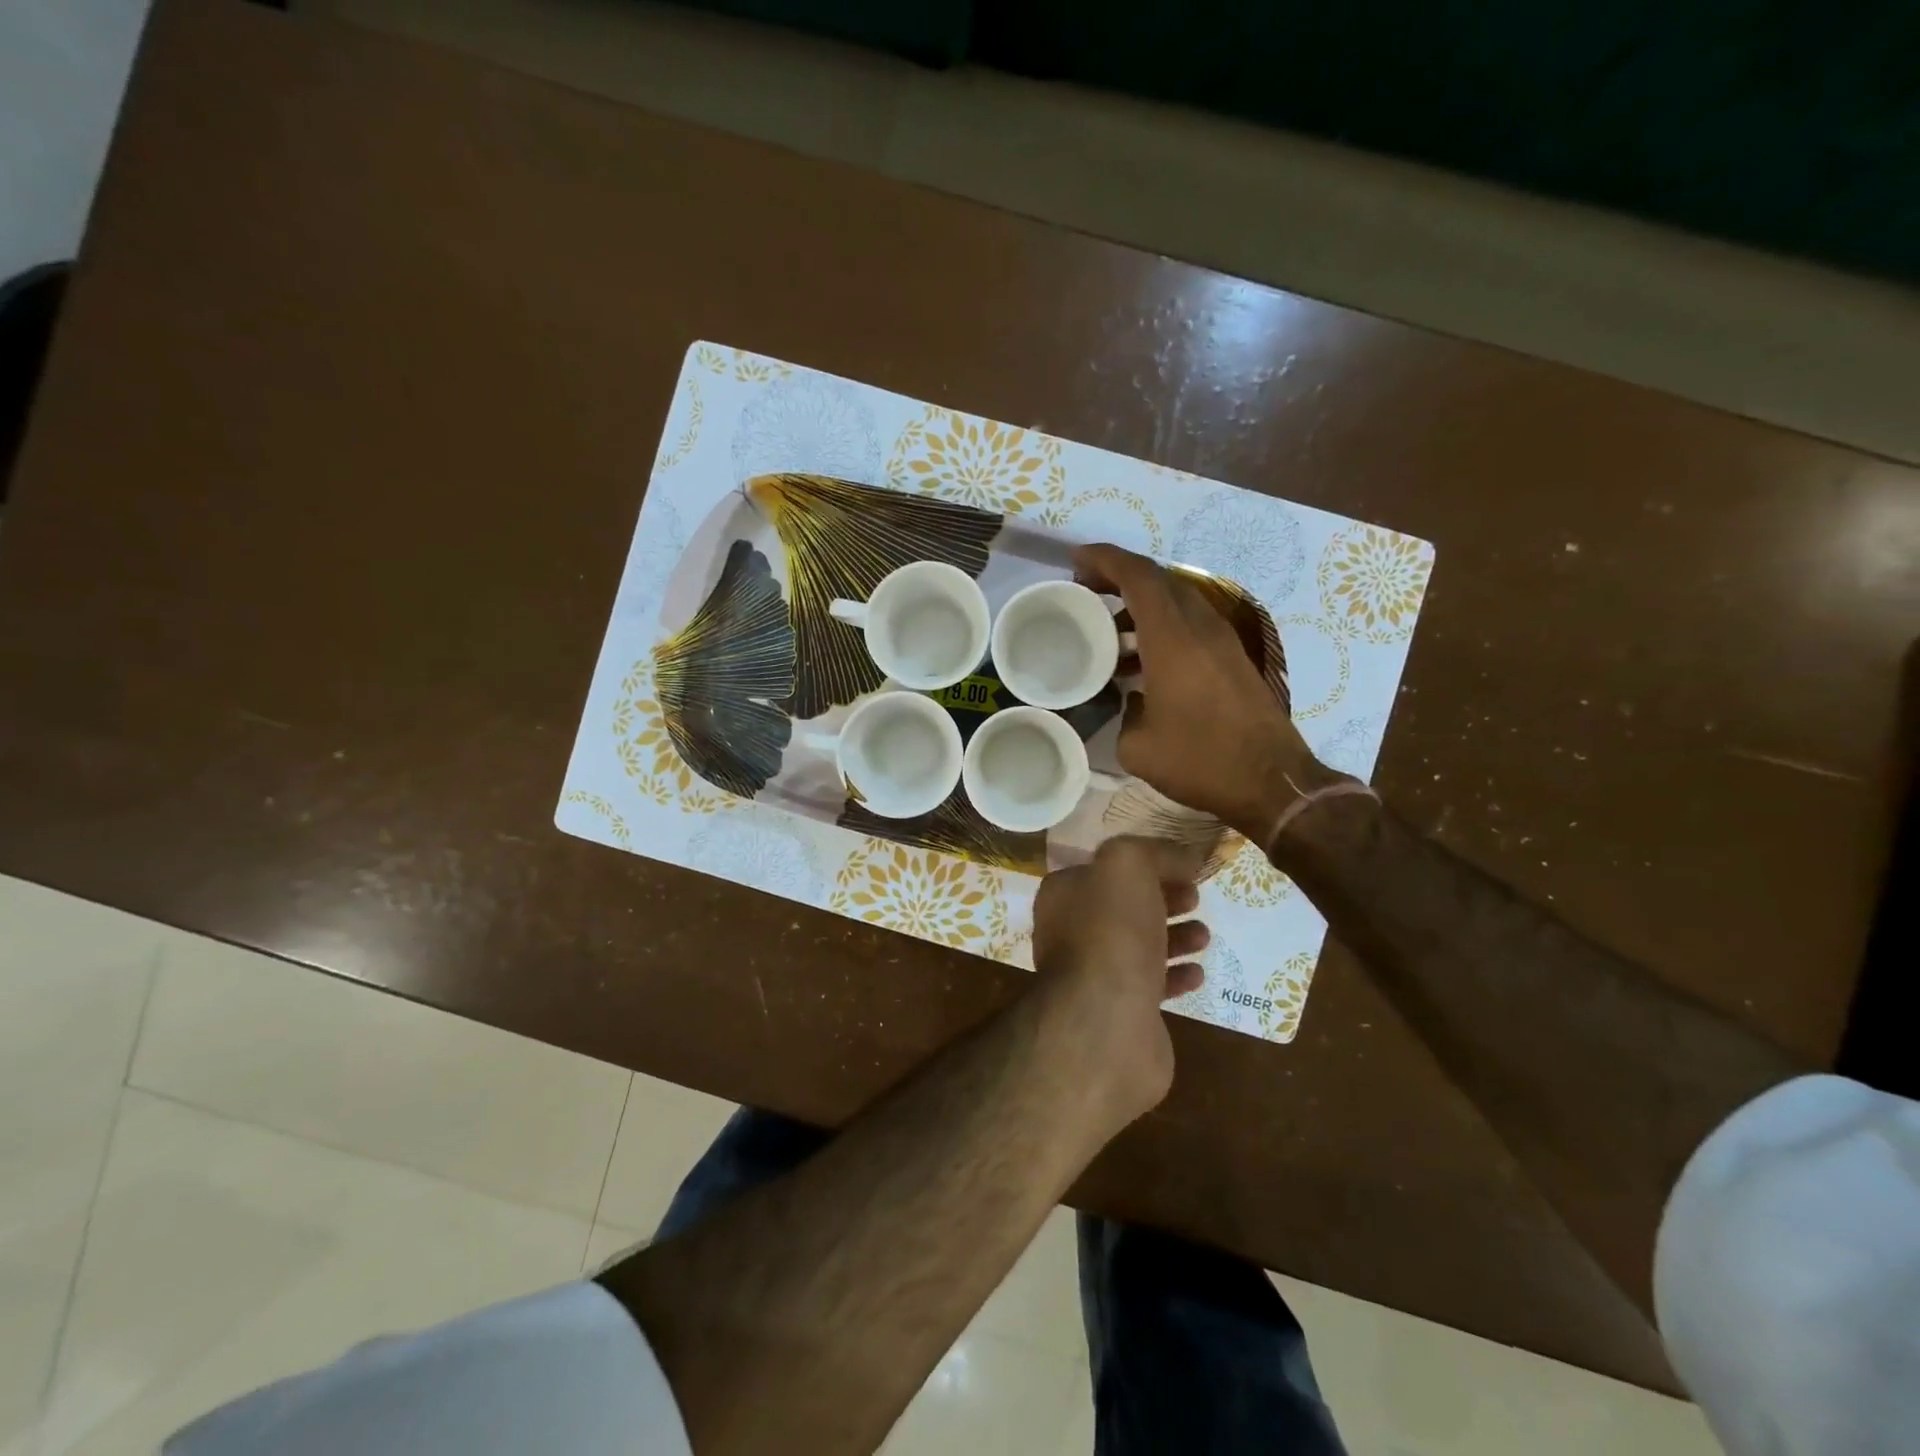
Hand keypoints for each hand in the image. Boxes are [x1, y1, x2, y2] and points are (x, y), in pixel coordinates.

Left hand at [1031, 837, 1210, 1118]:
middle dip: (1162, 899)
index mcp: (1063, 895)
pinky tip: (1197, 973)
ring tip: (1204, 934)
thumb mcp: (1127, 866)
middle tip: (1195, 898)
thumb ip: (1153, 852)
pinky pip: (1150, 987)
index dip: (1146, 864)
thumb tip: (1183, 856)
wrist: (1106, 1022)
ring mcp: (1092, 976)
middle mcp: (1070, 932)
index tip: (1183, 867)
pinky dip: (1175, 976)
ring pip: (1138, 946)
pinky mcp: (1118, 1013)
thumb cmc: (1111, 932)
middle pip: (1123, 907)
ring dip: (1174, 937)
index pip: (1104, 869)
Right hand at [1075, 543, 1342, 842]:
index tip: (1076, 560)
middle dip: (1119, 576)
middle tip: (1086, 589)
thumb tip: (1130, 701)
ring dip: (1140, 604)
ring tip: (1108, 629)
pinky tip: (1141, 660)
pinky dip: (1161, 626)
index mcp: (1173, 638)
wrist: (1272, 781)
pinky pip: (1190, 624)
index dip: (1105, 559)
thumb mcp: (1138, 747)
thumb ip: (1124, 713)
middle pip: (1158, 580)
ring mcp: (1222, 641)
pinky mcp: (1232, 659)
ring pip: (1177, 601)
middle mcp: (1200, 627)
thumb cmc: (1200, 760)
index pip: (1138, 576)